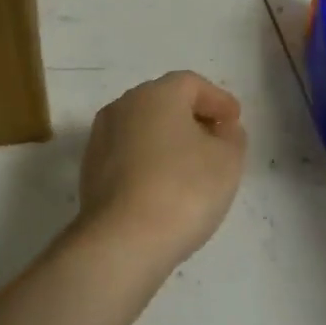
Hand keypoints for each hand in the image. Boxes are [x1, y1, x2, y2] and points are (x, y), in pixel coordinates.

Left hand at [77, 71, 246, 269]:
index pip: (192, 84)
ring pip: (142, 129)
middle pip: (163, 103)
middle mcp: (122, 107)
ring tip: (192, 167)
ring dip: (168, 141)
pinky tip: (164, 187)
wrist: (123, 240)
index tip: (235, 122)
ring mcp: (100, 139)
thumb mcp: (227, 160)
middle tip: (216, 141)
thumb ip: (231, 137)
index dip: (218, 100)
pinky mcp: (90, 171)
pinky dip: (149, 162)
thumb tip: (222, 130)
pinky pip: (128, 155)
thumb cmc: (184, 189)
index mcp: (156, 94)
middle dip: (192, 118)